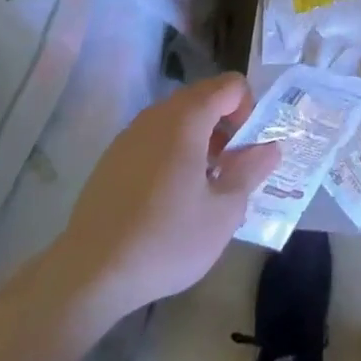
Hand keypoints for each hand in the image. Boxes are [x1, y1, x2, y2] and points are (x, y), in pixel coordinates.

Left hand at [55, 74, 279, 321]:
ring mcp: (130, 134)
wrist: (89, 274)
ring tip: (202, 186)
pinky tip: (169, 198)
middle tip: (230, 169)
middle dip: (226, 125)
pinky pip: (155, 138)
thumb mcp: (224, 212)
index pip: (231, 85)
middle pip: (204, 97)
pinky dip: (173, 151)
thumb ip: (251, 170)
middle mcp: (157, 115)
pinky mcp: (113, 158)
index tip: (246, 150)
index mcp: (187, 118)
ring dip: (200, 138)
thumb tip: (270, 147)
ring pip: (178, 118)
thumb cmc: (166, 240)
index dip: (249, 110)